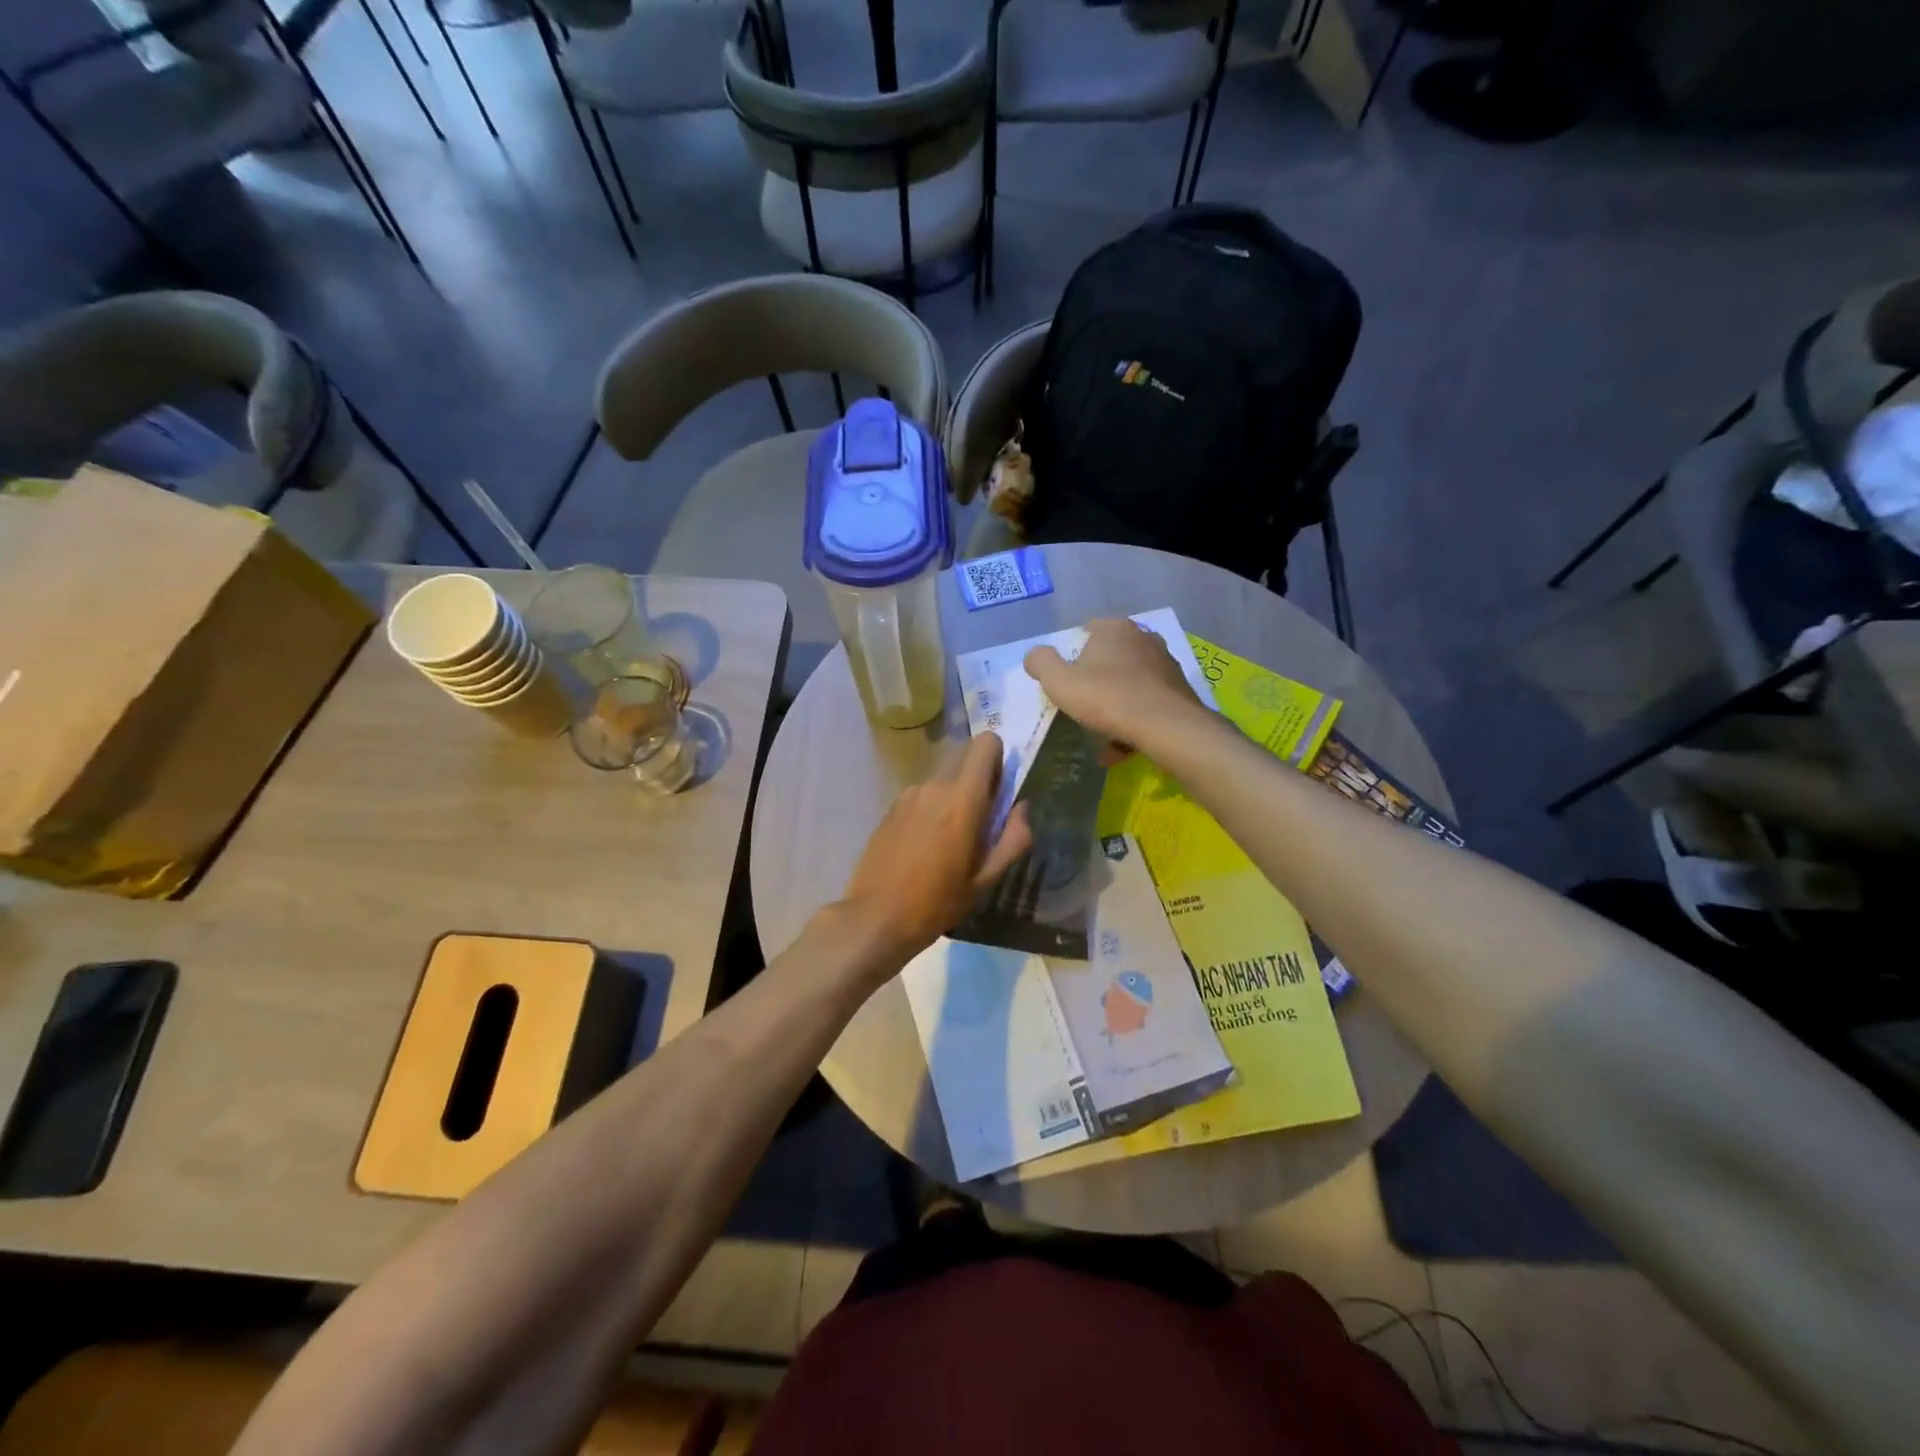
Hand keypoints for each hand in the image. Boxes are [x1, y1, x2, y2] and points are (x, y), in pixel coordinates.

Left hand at [838, 733, 1033, 964]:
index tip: (1000, 790)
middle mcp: (934, 785)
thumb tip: (1023, 807)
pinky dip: (931, 808)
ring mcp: (908, 794)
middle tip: (979, 821)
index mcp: (962, 799)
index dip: (998, 760)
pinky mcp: (891, 807)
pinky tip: (924, 846)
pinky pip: (922, 795)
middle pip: (964, 757)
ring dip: (953, 796)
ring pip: (942, 778)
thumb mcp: (986, 880)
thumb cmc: (937, 902)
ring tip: (949, 841)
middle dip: (978, 778)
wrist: (876, 917)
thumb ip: (1014, 839)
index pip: (986, 744)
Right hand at [1024, 618, 1207, 759]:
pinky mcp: (1179, 689)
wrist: (1167, 727)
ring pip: (1129, 682)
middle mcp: (1143, 637)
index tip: (1066, 681)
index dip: (1072, 656)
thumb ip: (1040, 663)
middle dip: (1095, 680)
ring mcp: (1165, 662)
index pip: (1086, 631)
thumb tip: (1035, 656)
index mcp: (1114, 628)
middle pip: (1109, 658)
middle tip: (1082, 705)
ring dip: (1115, 704)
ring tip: (1101, 732)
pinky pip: (1147, 702)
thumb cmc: (1108, 698)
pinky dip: (1133, 720)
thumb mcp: (1059, 682)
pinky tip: (1122, 746)